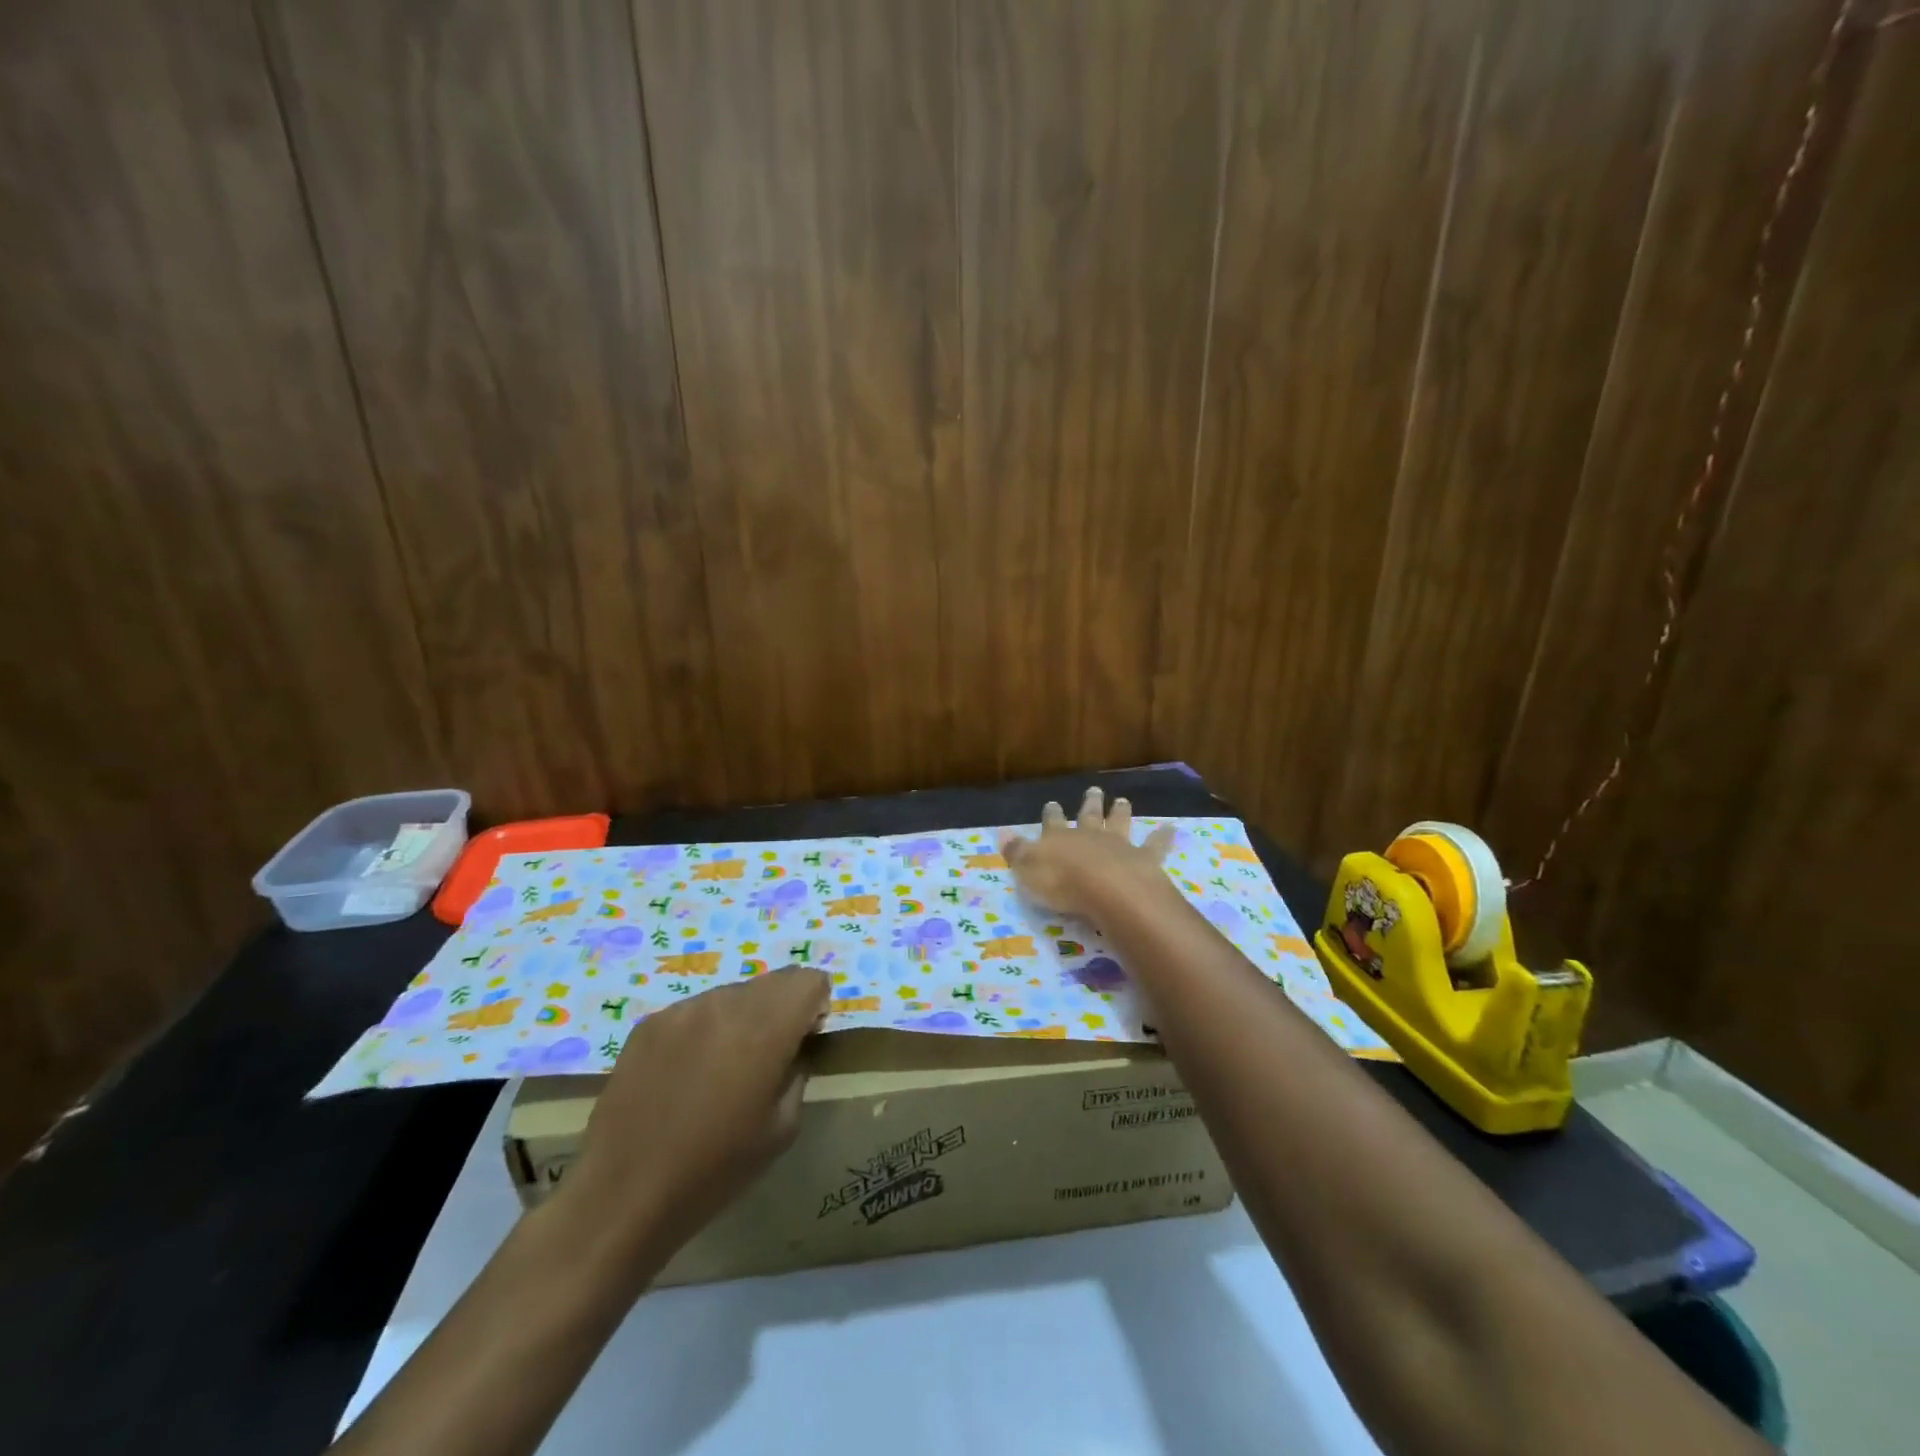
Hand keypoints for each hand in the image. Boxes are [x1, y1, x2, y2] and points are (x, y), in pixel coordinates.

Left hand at [559, 966, 828, 1267]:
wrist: (624, 1196)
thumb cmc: (715, 1169)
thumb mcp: (782, 1128)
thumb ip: (798, 1071)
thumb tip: (796, 1047)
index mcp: (764, 1027)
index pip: (808, 980)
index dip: (815, 1006)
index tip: (804, 1040)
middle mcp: (724, 1003)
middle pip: (773, 981)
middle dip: (782, 1009)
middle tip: (767, 1057)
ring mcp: (682, 1010)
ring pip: (732, 994)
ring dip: (742, 1018)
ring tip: (722, 1069)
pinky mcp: (649, 1024)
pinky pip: (695, 1011)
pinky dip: (704, 1031)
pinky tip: (686, 1076)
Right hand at [999, 786, 1178, 925]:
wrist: (1108, 889)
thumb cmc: (1062, 882)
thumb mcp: (1028, 870)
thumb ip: (1016, 852)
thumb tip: (1001, 834)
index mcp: (1059, 838)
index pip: (1052, 822)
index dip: (1051, 814)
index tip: (1051, 803)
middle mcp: (1089, 835)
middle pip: (1089, 816)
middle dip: (1090, 803)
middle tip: (1094, 789)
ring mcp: (1118, 845)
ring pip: (1119, 823)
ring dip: (1120, 812)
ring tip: (1123, 800)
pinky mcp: (1143, 859)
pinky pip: (1155, 846)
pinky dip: (1163, 837)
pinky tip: (1172, 829)